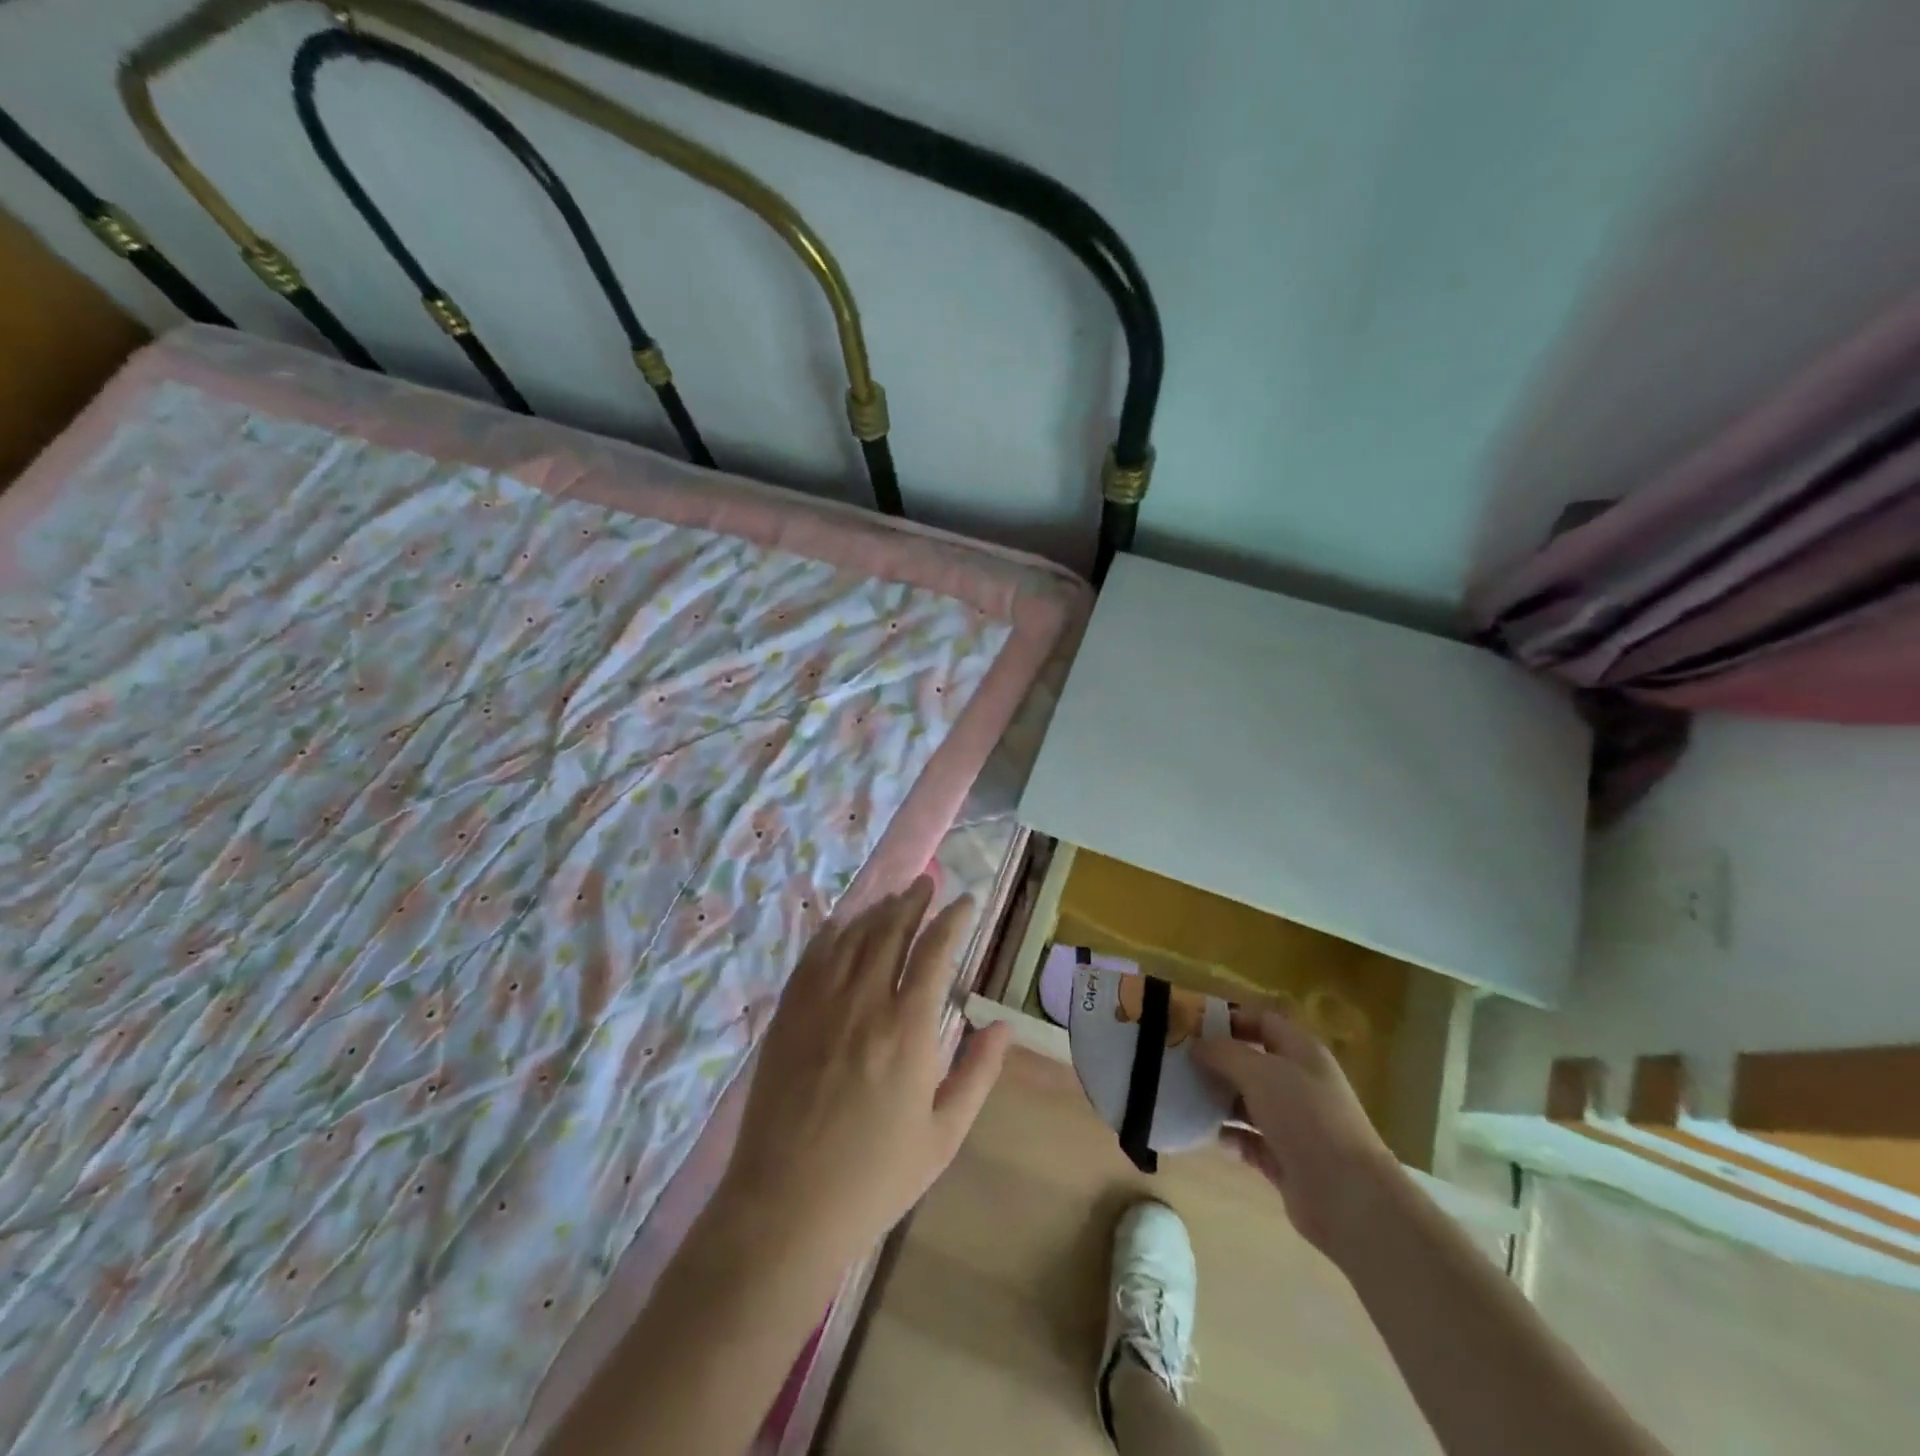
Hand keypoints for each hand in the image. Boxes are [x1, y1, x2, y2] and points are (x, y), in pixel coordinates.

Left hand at [716, 877, 1012, 1269]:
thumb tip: (1002, 1025)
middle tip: (927, 883)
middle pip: (891, 930)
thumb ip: (978, 1073)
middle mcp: (865, 1002)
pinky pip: (812, 957)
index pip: (935, 951)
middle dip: (913, 901)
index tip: (965, 902)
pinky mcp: (788, 1015)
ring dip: (876, 910)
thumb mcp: (943, 1135)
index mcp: (909, 1029)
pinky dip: (831, 933)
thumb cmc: (874, 1178)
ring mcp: (820, 1004)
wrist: (786, 1206)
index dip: (953, 919)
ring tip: (893, 898)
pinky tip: (840, 925)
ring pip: (852, 937)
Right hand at [1192, 1006, 1399, 1256]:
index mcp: (1301, 1052)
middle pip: (1252, 1062)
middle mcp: (1299, 1083)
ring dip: (1218, 1099)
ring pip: (1247, 1101)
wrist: (1348, 1197)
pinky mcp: (1285, 1159)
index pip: (1262, 1021)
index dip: (1230, 1018)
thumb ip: (1224, 1052)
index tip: (1192, 1025)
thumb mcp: (1260, 1072)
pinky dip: (1227, 1136)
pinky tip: (1202, 1133)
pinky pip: (1248, 1139)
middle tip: (1178, 1061)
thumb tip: (1197, 1045)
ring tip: (1181, 1096)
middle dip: (1217, 1061)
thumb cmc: (1305, 1118)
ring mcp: (1294, 1123)